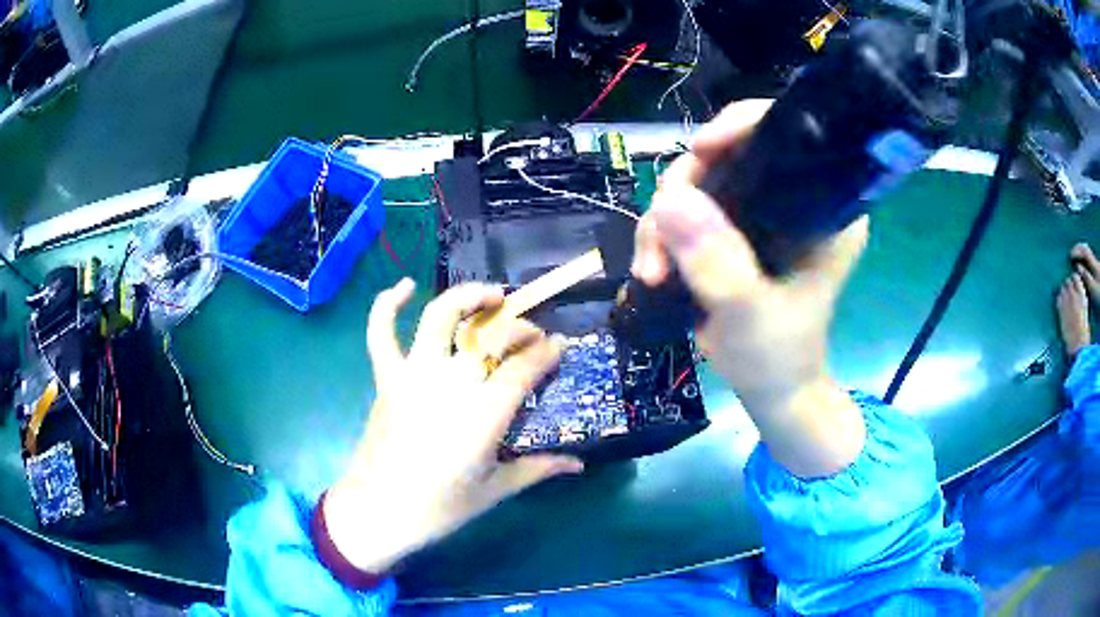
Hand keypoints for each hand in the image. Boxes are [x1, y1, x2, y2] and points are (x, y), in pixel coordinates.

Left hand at [323, 279, 582, 572]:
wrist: (378, 511)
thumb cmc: (439, 508)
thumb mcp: (495, 490)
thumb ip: (539, 469)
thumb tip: (579, 464)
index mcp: (483, 414)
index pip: (524, 367)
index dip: (547, 352)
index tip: (560, 347)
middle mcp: (449, 383)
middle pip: (490, 336)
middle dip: (519, 327)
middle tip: (531, 336)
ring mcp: (413, 375)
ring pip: (439, 317)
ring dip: (467, 297)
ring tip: (491, 296)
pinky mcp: (387, 378)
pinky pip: (381, 333)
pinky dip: (388, 304)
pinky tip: (405, 285)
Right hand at [632, 99, 868, 477]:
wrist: (768, 388)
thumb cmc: (778, 356)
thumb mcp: (752, 314)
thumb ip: (720, 263)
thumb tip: (672, 201)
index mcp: (824, 206)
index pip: (787, 137)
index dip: (741, 127)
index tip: (703, 151)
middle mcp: (793, 197)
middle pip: (729, 154)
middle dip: (685, 190)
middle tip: (661, 239)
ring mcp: (759, 211)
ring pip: (697, 182)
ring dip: (663, 221)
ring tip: (653, 270)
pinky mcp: (731, 228)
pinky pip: (685, 209)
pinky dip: (661, 234)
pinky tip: (652, 270)